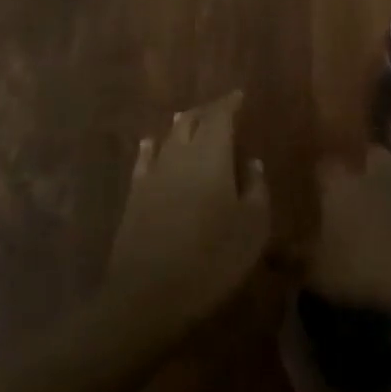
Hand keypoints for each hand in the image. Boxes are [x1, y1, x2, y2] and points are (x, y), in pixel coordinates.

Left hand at [105, 91, 269, 328]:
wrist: (149, 295)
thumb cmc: (212, 259)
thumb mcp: (252, 227)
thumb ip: (256, 189)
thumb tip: (252, 163)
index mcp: (211, 155)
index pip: (220, 115)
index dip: (230, 103)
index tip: (240, 96)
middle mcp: (179, 154)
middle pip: (191, 120)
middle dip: (207, 112)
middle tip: (220, 110)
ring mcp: (152, 174)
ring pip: (168, 137)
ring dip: (181, 125)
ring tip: (190, 119)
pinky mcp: (134, 196)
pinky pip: (145, 159)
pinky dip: (152, 147)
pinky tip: (151, 144)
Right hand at [305, 148, 390, 324]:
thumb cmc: (365, 268)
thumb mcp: (318, 272)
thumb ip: (289, 258)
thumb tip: (266, 251)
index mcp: (340, 181)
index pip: (322, 163)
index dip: (318, 172)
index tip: (314, 183)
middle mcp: (372, 169)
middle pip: (362, 155)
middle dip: (356, 166)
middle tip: (350, 188)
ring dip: (387, 177)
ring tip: (381, 197)